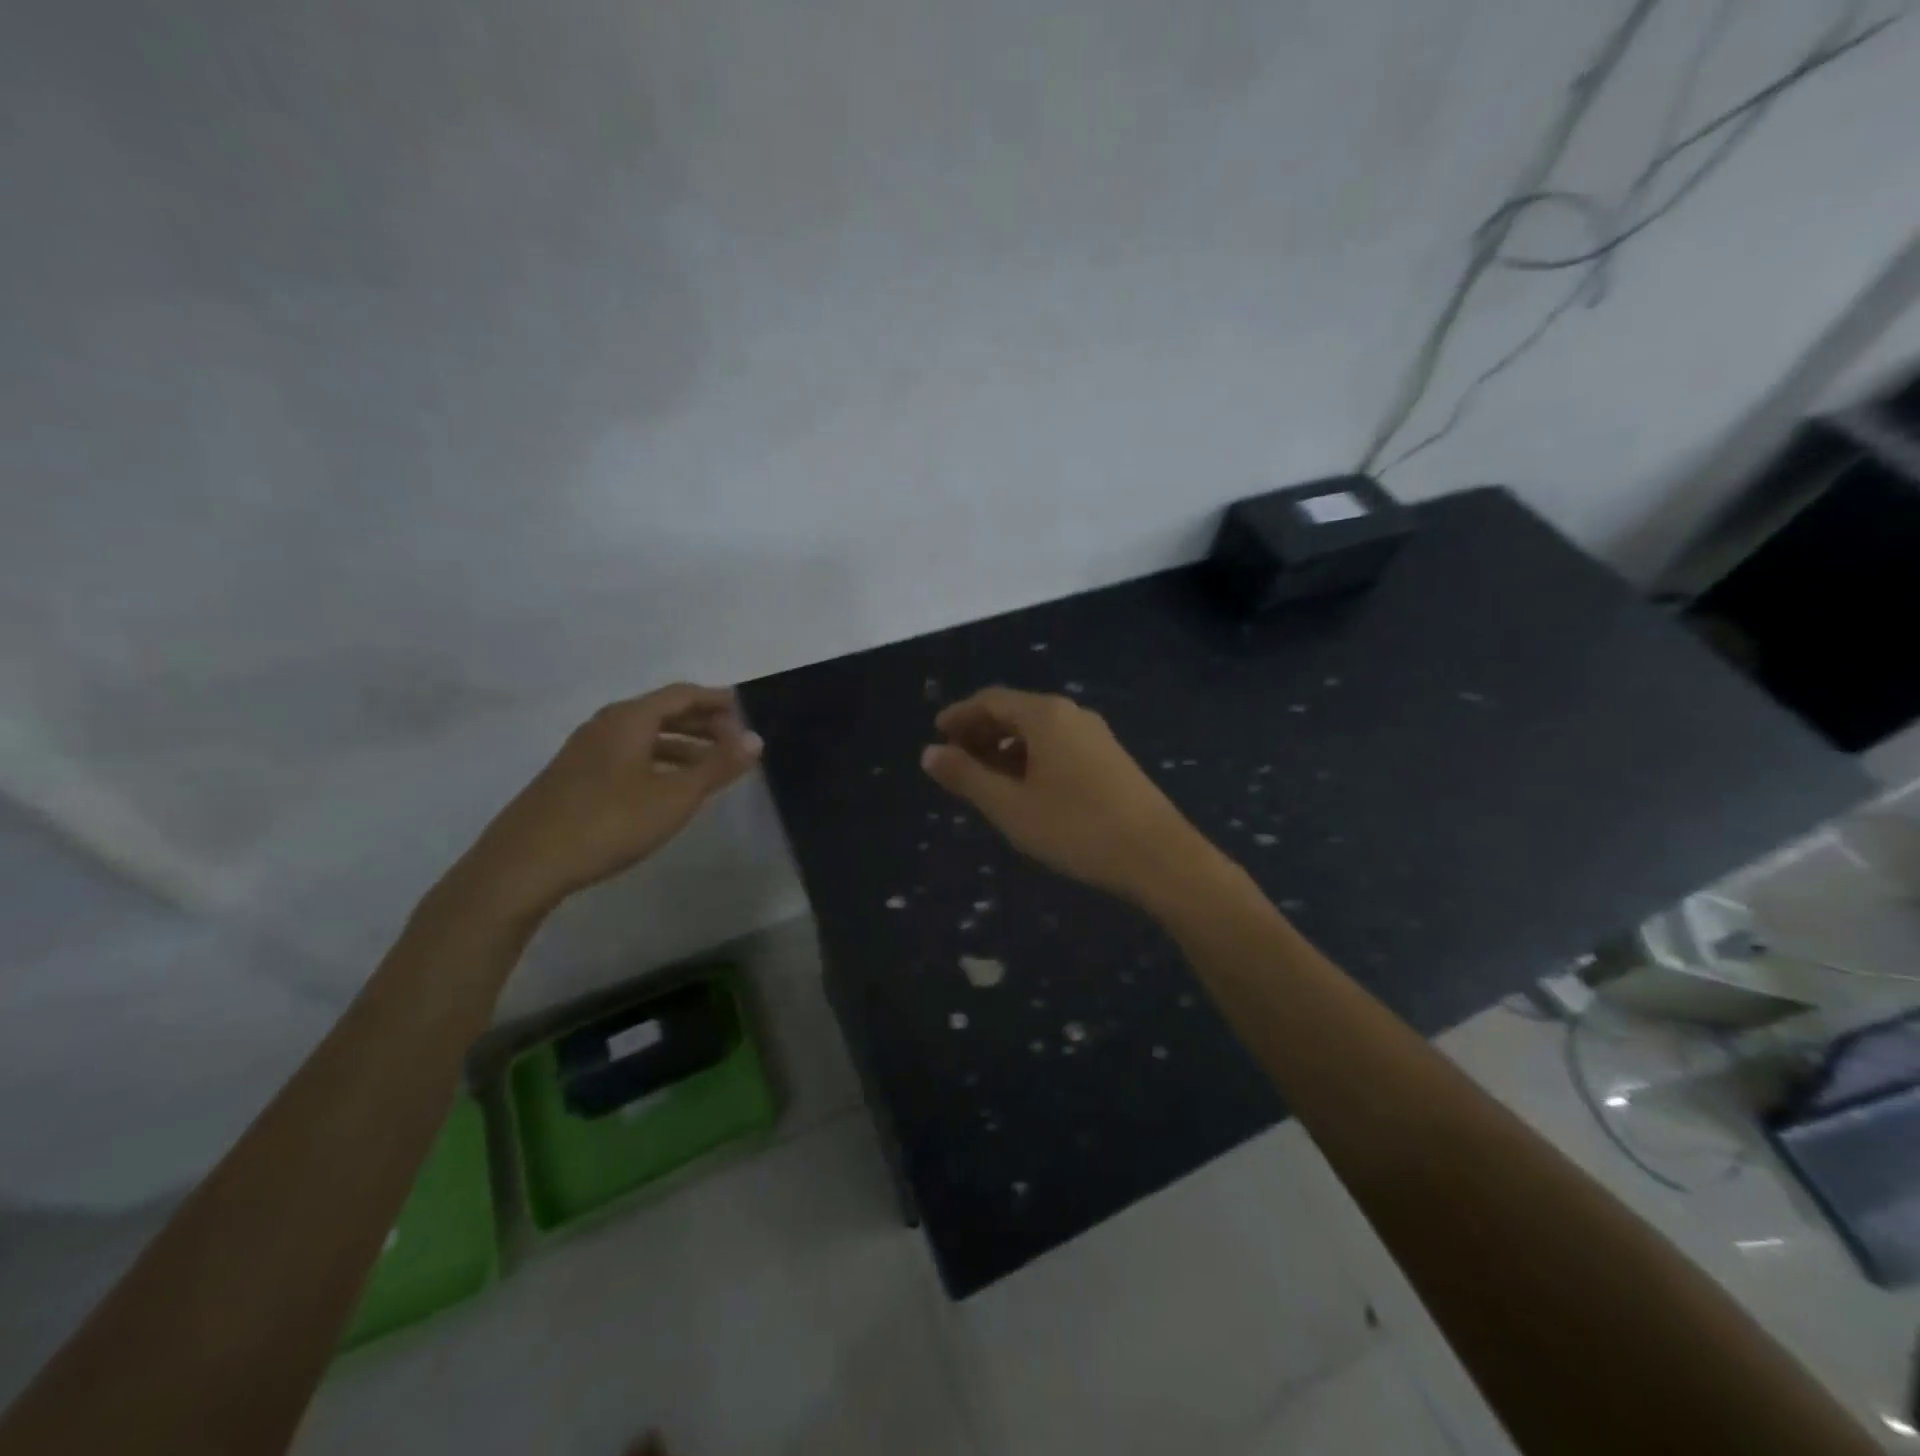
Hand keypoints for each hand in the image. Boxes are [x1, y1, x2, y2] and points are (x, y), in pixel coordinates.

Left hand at [452, 684, 761, 920]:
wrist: (524, 863)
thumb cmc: (609, 822)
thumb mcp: (674, 796)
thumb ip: (717, 766)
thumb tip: (755, 739)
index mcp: (629, 719)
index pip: (682, 694)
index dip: (716, 700)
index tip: (745, 711)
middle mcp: (606, 725)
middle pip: (662, 712)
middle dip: (702, 723)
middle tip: (734, 740)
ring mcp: (586, 751)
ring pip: (644, 737)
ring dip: (681, 745)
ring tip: (710, 767)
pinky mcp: (575, 777)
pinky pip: (628, 756)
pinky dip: (658, 762)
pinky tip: (668, 788)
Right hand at [920, 686, 1215, 903]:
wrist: (1158, 855)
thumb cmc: (1076, 828)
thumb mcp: (1010, 807)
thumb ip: (966, 777)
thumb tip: (929, 753)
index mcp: (1045, 716)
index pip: (991, 701)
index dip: (959, 715)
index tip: (936, 734)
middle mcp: (1072, 714)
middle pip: (1016, 712)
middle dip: (981, 731)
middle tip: (955, 758)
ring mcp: (1096, 735)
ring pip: (1039, 731)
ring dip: (1006, 747)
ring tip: (985, 778)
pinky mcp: (1111, 758)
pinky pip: (1059, 745)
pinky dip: (1031, 757)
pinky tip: (1026, 788)